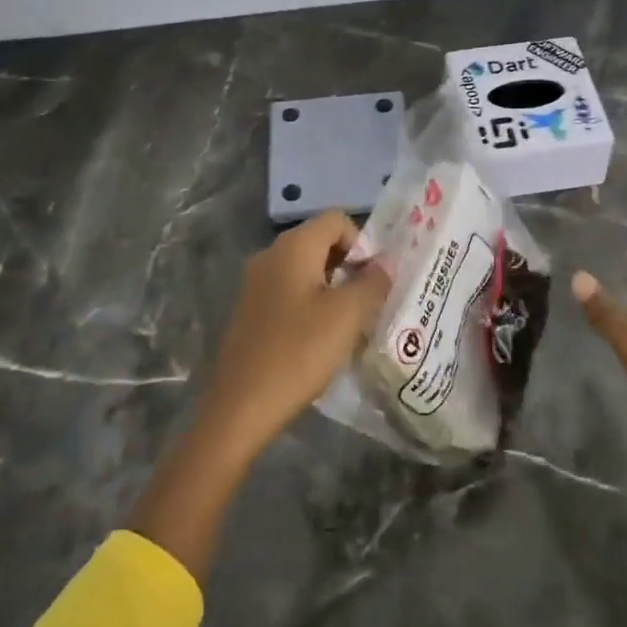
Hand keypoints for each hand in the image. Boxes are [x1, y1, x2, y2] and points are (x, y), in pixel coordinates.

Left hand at [199, 211, 390, 457]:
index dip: (362, 243)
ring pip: (306, 269)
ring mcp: (256, 284)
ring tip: (349, 323)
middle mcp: (271, 255)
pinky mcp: (251, 311)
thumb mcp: (348, 315)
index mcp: (293, 247)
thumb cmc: (299, 352)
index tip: (373, 281)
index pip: (337, 220)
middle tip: (368, 302)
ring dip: (332, 288)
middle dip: (350, 266)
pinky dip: (311, 305)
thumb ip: (372, 282)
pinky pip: (289, 292)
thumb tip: (385, 263)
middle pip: (320, 242)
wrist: (241, 407)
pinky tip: (320, 339)